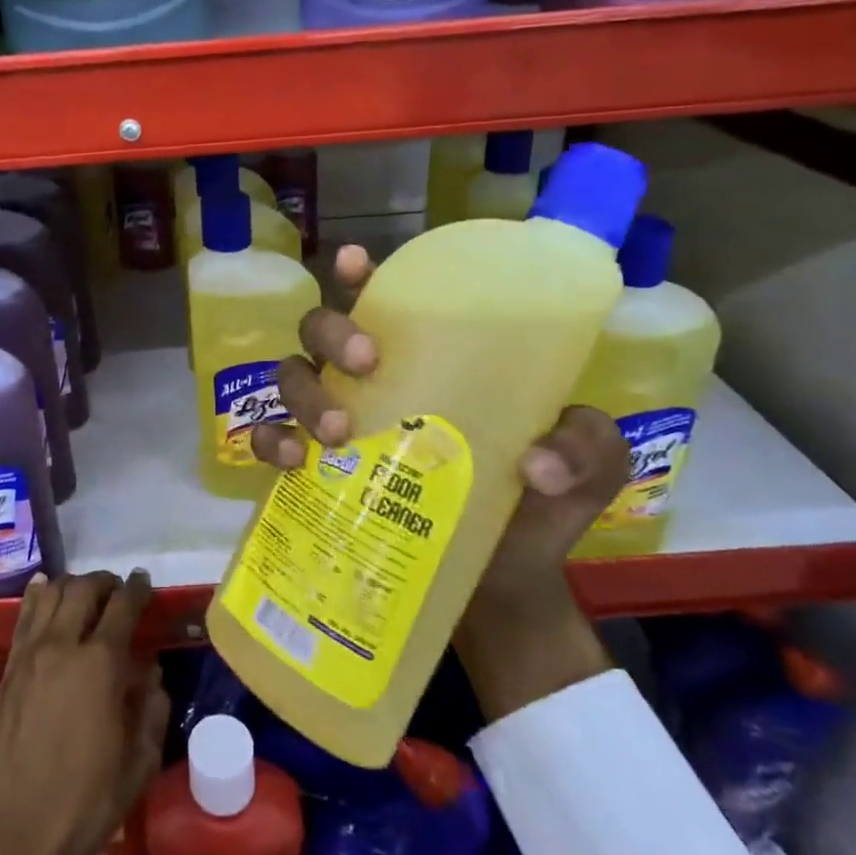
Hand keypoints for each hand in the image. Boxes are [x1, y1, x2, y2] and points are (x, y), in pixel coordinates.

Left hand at [0, 571, 170, 854]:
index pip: (122, 606)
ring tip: (84, 595)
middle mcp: (62, 647)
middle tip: (117, 591)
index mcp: (100, 665)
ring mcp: (29, 656)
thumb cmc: (86, 805)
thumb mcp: (138, 763)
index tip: (144, 581)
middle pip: (83, 589)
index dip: (137, 588)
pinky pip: (23, 617)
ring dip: (72, 586)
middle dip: (104, 582)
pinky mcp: (6, 672)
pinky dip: (38, 596)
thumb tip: (150, 671)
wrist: (16, 841)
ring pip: (50, 595)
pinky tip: (44, 590)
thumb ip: (151, 708)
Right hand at [250, 243, 629, 717]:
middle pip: (322, 329)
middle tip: (365, 363)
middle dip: (331, 332)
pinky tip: (291, 461)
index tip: (355, 263)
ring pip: (292, 376)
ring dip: (304, 391)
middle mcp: (372, 384)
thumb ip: (585, 448)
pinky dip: (270, 442)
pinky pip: (271, 442)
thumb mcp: (585, 469)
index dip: (359, 275)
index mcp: (430, 362)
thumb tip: (537, 463)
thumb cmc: (537, 511)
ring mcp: (338, 426)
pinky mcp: (315, 475)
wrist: (502, 591)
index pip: (386, 302)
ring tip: (337, 432)